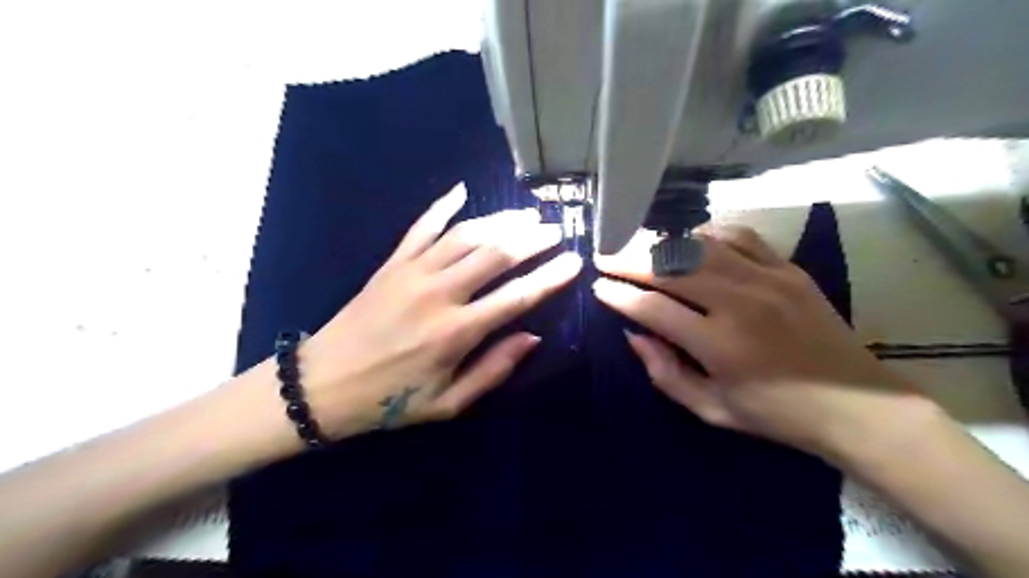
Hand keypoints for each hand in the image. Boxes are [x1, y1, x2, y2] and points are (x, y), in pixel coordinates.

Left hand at [298, 182, 581, 437]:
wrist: (322, 384)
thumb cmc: (390, 400)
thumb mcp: (448, 404)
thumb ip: (493, 370)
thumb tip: (532, 337)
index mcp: (456, 332)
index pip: (516, 297)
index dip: (549, 278)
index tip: (574, 262)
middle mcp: (439, 294)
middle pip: (495, 254)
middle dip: (532, 239)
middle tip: (556, 229)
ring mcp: (413, 272)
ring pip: (465, 235)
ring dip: (500, 221)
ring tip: (527, 214)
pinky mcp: (392, 263)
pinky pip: (421, 227)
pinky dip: (443, 206)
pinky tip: (462, 190)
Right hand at [591, 223, 928, 457]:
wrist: (857, 404)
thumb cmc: (776, 414)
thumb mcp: (711, 409)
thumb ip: (665, 373)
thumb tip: (634, 334)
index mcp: (719, 345)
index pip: (653, 308)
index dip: (619, 295)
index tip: (598, 287)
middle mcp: (740, 303)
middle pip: (670, 268)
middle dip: (629, 259)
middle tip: (604, 255)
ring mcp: (768, 279)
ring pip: (700, 246)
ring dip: (661, 243)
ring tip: (636, 244)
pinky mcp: (788, 268)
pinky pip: (739, 236)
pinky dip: (707, 234)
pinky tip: (689, 240)